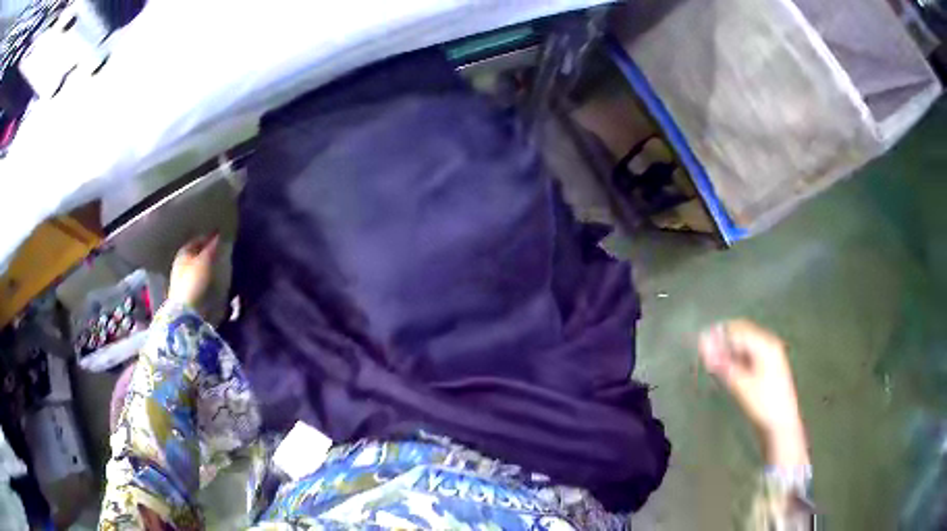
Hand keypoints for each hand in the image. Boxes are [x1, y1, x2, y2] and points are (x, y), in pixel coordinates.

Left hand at [167, 233, 219, 307]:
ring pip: (196, 267)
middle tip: (220, 251)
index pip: (196, 240)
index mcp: (182, 253)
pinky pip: (197, 279)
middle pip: (195, 254)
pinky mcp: (186, 293)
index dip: (208, 237)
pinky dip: (205, 277)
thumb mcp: (205, 261)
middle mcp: (180, 264)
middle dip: (206, 251)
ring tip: (218, 265)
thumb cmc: (193, 281)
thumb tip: (218, 235)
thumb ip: (212, 247)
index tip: (220, 237)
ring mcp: (182, 280)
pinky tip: (212, 280)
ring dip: (206, 265)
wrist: (185, 311)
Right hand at [699, 320, 808, 467]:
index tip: (699, 346)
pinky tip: (726, 369)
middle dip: (723, 341)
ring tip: (712, 364)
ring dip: (728, 350)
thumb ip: (722, 363)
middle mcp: (768, 344)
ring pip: (743, 344)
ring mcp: (769, 354)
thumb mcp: (741, 385)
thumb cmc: (763, 404)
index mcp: (765, 344)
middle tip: (704, 355)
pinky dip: (735, 358)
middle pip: (741, 333)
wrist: (781, 425)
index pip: (737, 331)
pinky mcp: (766, 366)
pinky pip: (748, 353)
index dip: (718, 336)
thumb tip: (703, 345)